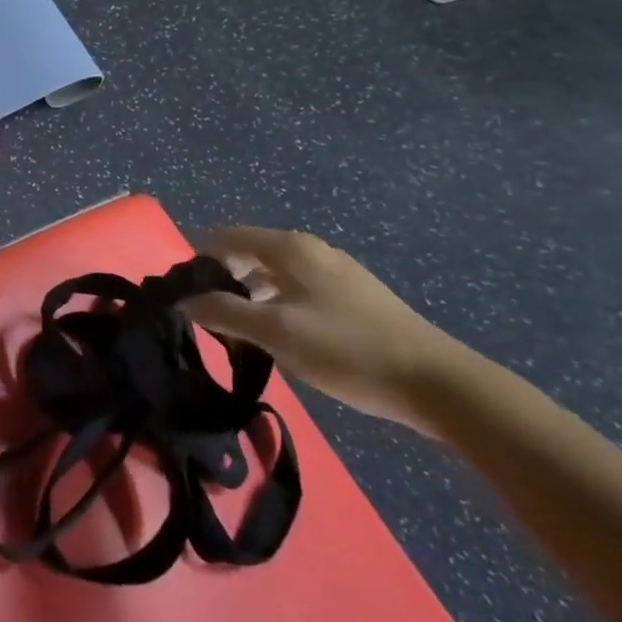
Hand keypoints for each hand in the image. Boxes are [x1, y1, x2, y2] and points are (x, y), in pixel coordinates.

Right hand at [183, 225, 464, 433]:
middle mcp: (312, 249)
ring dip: (253, 294)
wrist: (437, 384)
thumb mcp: (276, 332)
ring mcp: (338, 271)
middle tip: (210, 316)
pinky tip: (284, 336)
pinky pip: (301, 288)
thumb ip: (225, 312)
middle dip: (225, 278)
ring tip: (242, 330)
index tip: (186, 294)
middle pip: (251, 252)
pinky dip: (280, 303)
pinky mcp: (357, 297)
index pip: (227, 236)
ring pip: (277, 272)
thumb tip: (184, 301)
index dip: (201, 260)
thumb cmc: (347, 349)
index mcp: (290, 247)